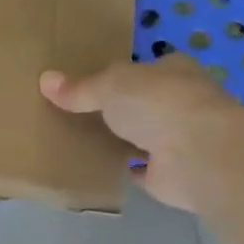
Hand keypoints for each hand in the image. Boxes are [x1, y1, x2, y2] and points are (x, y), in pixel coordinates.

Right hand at [39, 56, 243, 211]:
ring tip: (82, 142)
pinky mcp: (172, 173)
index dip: (121, 76)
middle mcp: (181, 103)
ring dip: (122, 140)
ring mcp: (180, 139)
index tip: (91, 85)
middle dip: (120, 109)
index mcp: (173, 71)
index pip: (145, 69)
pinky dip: (126, 170)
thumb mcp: (110, 86)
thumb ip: (80, 88)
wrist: (198, 155)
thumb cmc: (158, 104)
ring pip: (144, 136)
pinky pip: (142, 170)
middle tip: (79, 114)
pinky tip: (100, 169)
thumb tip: (45, 80)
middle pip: (144, 103)